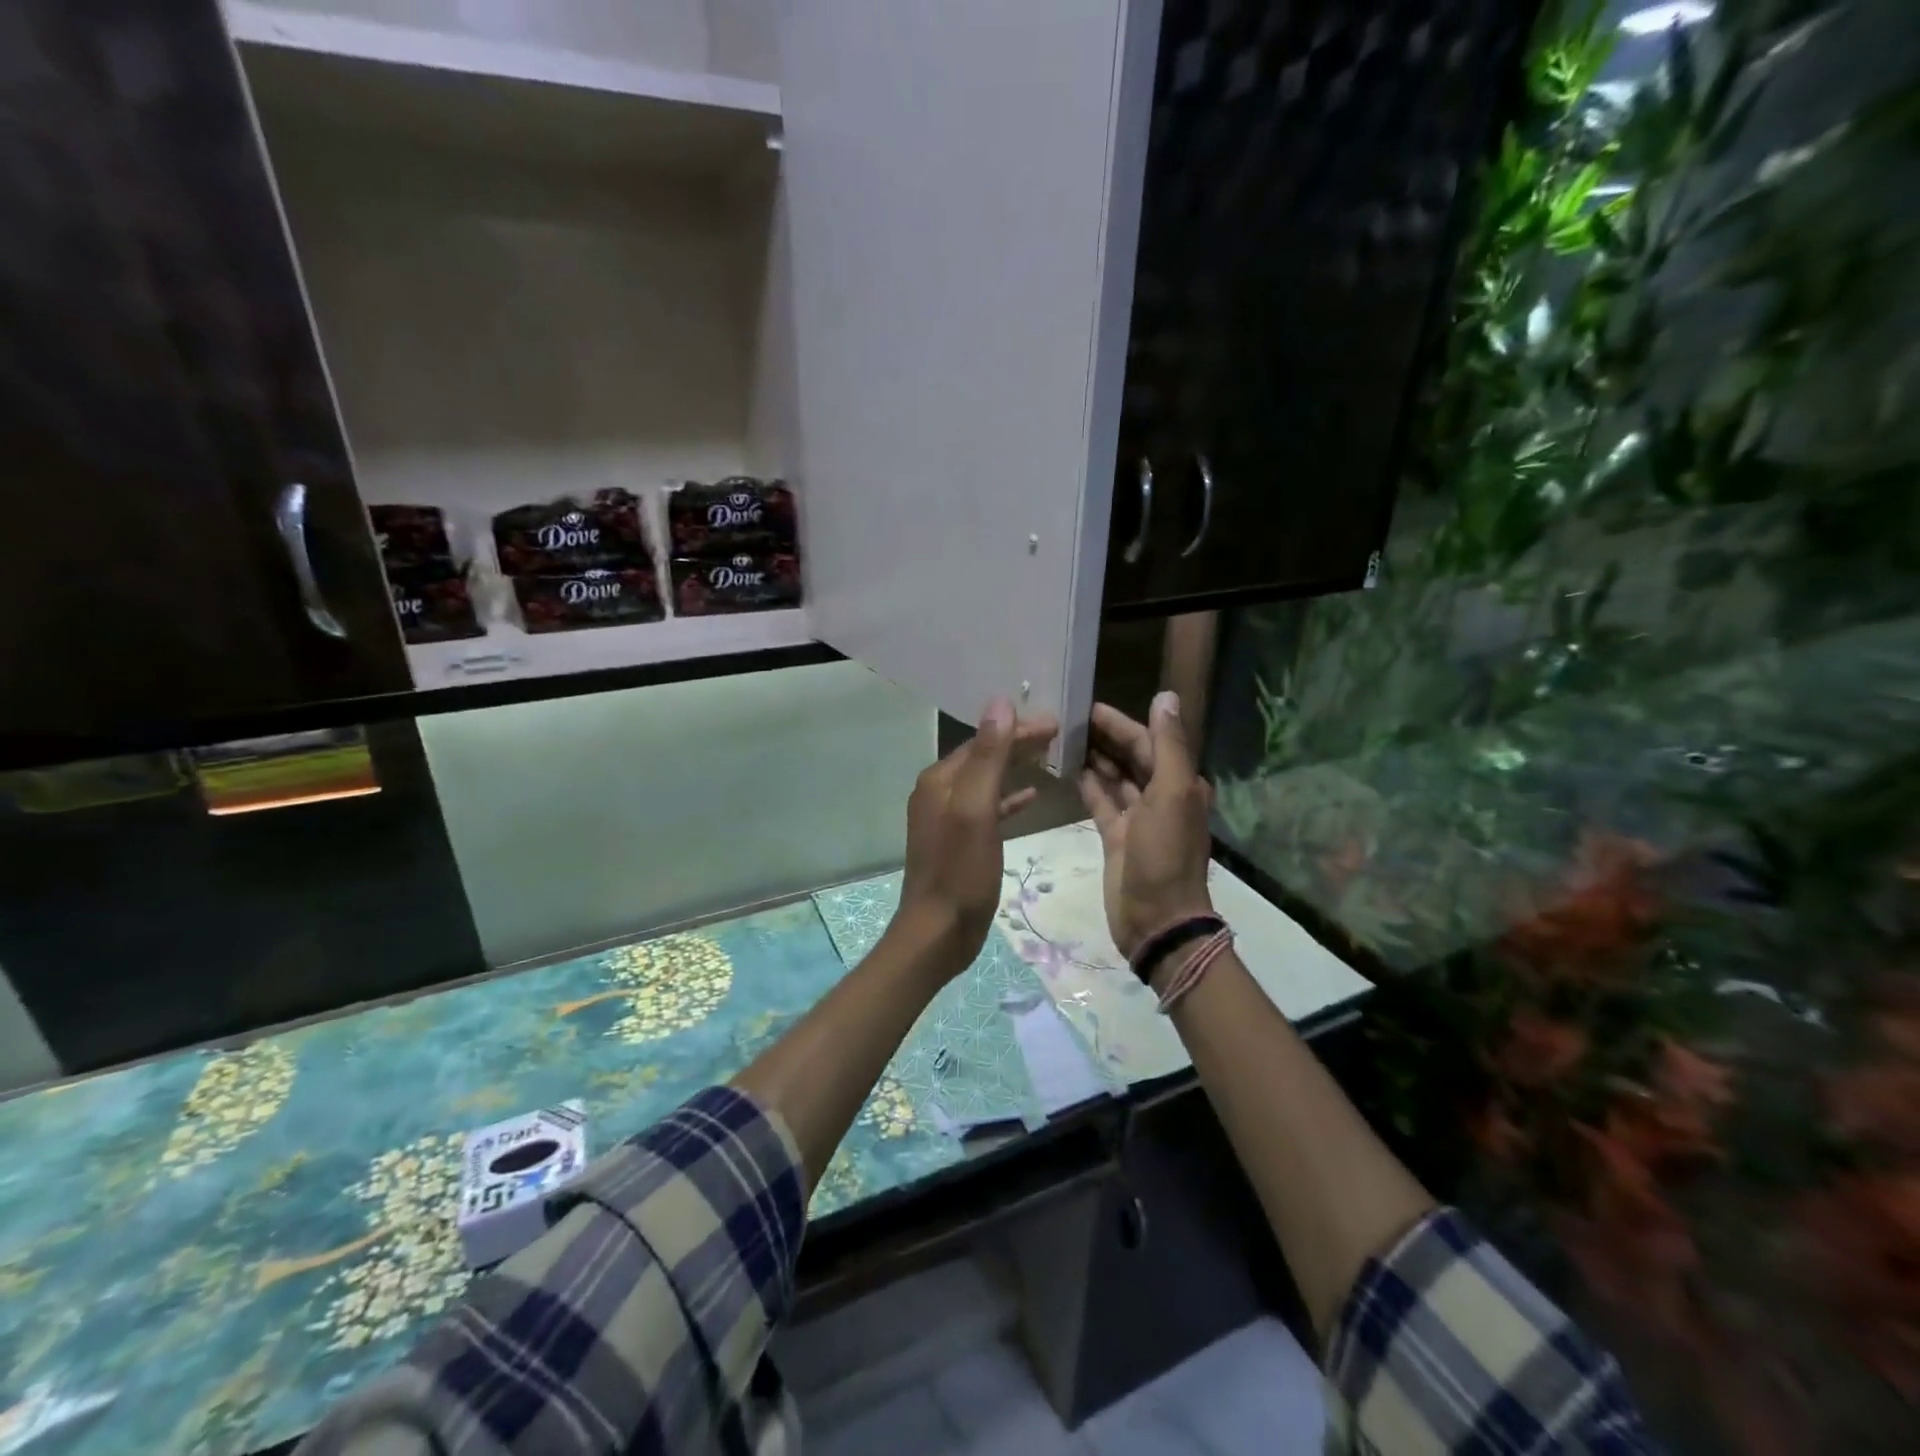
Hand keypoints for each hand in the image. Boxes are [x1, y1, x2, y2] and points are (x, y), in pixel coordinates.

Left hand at [895, 698, 1059, 976]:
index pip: (983, 740)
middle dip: (1019, 743)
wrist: (938, 932)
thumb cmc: (960, 871)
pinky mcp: (959, 841)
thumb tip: (999, 704)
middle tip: (1059, 735)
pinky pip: (988, 808)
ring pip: (987, 780)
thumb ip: (988, 757)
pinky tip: (1031, 797)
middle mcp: (939, 792)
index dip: (1018, 729)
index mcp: (940, 780)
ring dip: (1016, 767)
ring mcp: (947, 817)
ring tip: (1051, 758)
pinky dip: (1009, 798)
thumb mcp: (976, 810)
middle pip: (984, 757)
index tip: (1056, 723)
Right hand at [1077, 693, 1214, 958]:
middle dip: (1105, 737)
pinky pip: (1101, 803)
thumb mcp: (1172, 794)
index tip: (1088, 706)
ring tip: (1062, 740)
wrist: (1156, 919)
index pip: (1148, 741)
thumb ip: (1168, 746)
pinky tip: (1068, 771)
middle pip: (1131, 757)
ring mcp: (1137, 819)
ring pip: (1114, 779)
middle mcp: (1161, 796)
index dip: (1121, 723)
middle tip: (1067, 719)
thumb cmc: (1164, 854)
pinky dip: (1088, 786)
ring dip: (1094, 759)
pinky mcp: (1116, 837)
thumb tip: (1166, 696)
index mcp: (1179, 783)